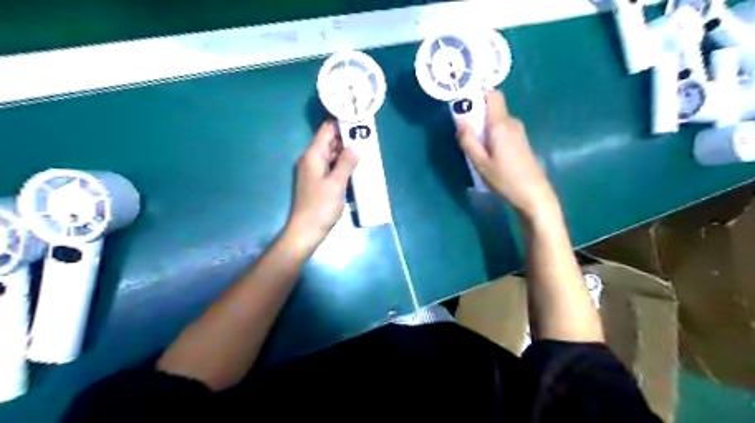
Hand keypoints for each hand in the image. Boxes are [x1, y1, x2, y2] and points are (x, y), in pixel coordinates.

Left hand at [286, 119, 361, 250]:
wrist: (306, 231)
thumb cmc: (320, 207)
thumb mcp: (336, 183)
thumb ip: (347, 162)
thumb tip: (357, 144)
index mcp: (313, 156)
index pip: (326, 131)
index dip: (341, 123)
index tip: (358, 120)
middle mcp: (311, 160)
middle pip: (330, 142)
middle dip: (347, 138)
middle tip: (367, 135)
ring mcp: (314, 171)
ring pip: (332, 155)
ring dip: (346, 152)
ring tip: (366, 148)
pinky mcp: (318, 182)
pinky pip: (331, 167)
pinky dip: (343, 164)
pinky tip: (356, 166)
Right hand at [457, 91, 555, 219]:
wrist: (534, 194)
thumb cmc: (505, 179)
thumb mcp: (480, 162)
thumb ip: (468, 140)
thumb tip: (459, 120)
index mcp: (501, 124)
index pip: (493, 94)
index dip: (478, 95)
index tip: (464, 106)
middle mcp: (512, 123)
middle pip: (492, 108)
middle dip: (476, 116)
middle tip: (464, 134)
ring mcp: (518, 132)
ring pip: (496, 121)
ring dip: (483, 128)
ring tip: (475, 149)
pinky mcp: (521, 141)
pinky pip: (502, 130)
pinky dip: (491, 135)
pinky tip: (488, 154)